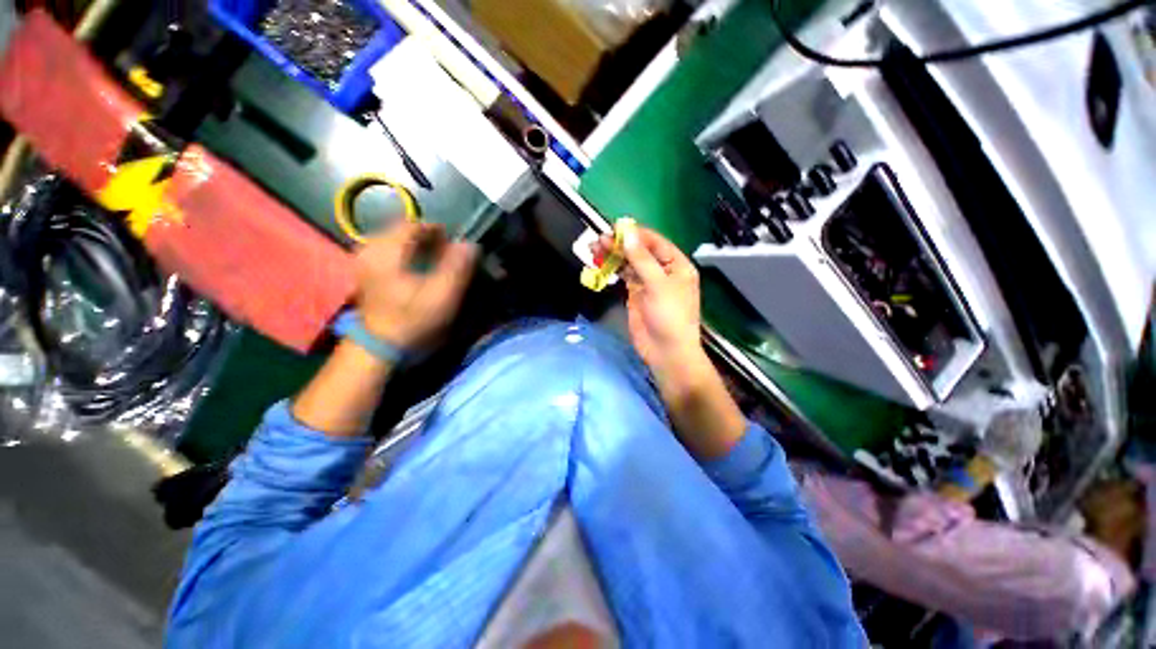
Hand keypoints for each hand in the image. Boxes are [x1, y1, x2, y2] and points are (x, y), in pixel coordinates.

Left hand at [355, 220, 476, 350]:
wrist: (379, 345)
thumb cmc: (413, 320)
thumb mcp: (442, 296)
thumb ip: (457, 267)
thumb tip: (470, 244)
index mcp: (387, 251)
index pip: (415, 225)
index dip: (438, 232)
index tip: (454, 247)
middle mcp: (370, 247)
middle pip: (404, 230)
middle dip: (428, 239)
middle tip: (445, 256)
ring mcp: (364, 258)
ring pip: (396, 240)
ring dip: (418, 247)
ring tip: (433, 263)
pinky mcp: (365, 269)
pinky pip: (388, 250)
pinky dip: (406, 255)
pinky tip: (416, 270)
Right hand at [593, 226, 705, 390]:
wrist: (666, 351)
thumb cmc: (670, 316)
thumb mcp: (658, 285)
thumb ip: (642, 259)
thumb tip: (628, 234)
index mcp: (676, 265)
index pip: (655, 242)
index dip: (636, 234)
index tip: (615, 228)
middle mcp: (662, 270)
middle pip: (640, 251)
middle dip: (621, 244)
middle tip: (599, 239)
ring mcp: (647, 283)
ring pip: (629, 263)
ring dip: (614, 255)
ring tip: (595, 248)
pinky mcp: (635, 294)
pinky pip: (623, 277)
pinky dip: (613, 269)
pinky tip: (601, 263)